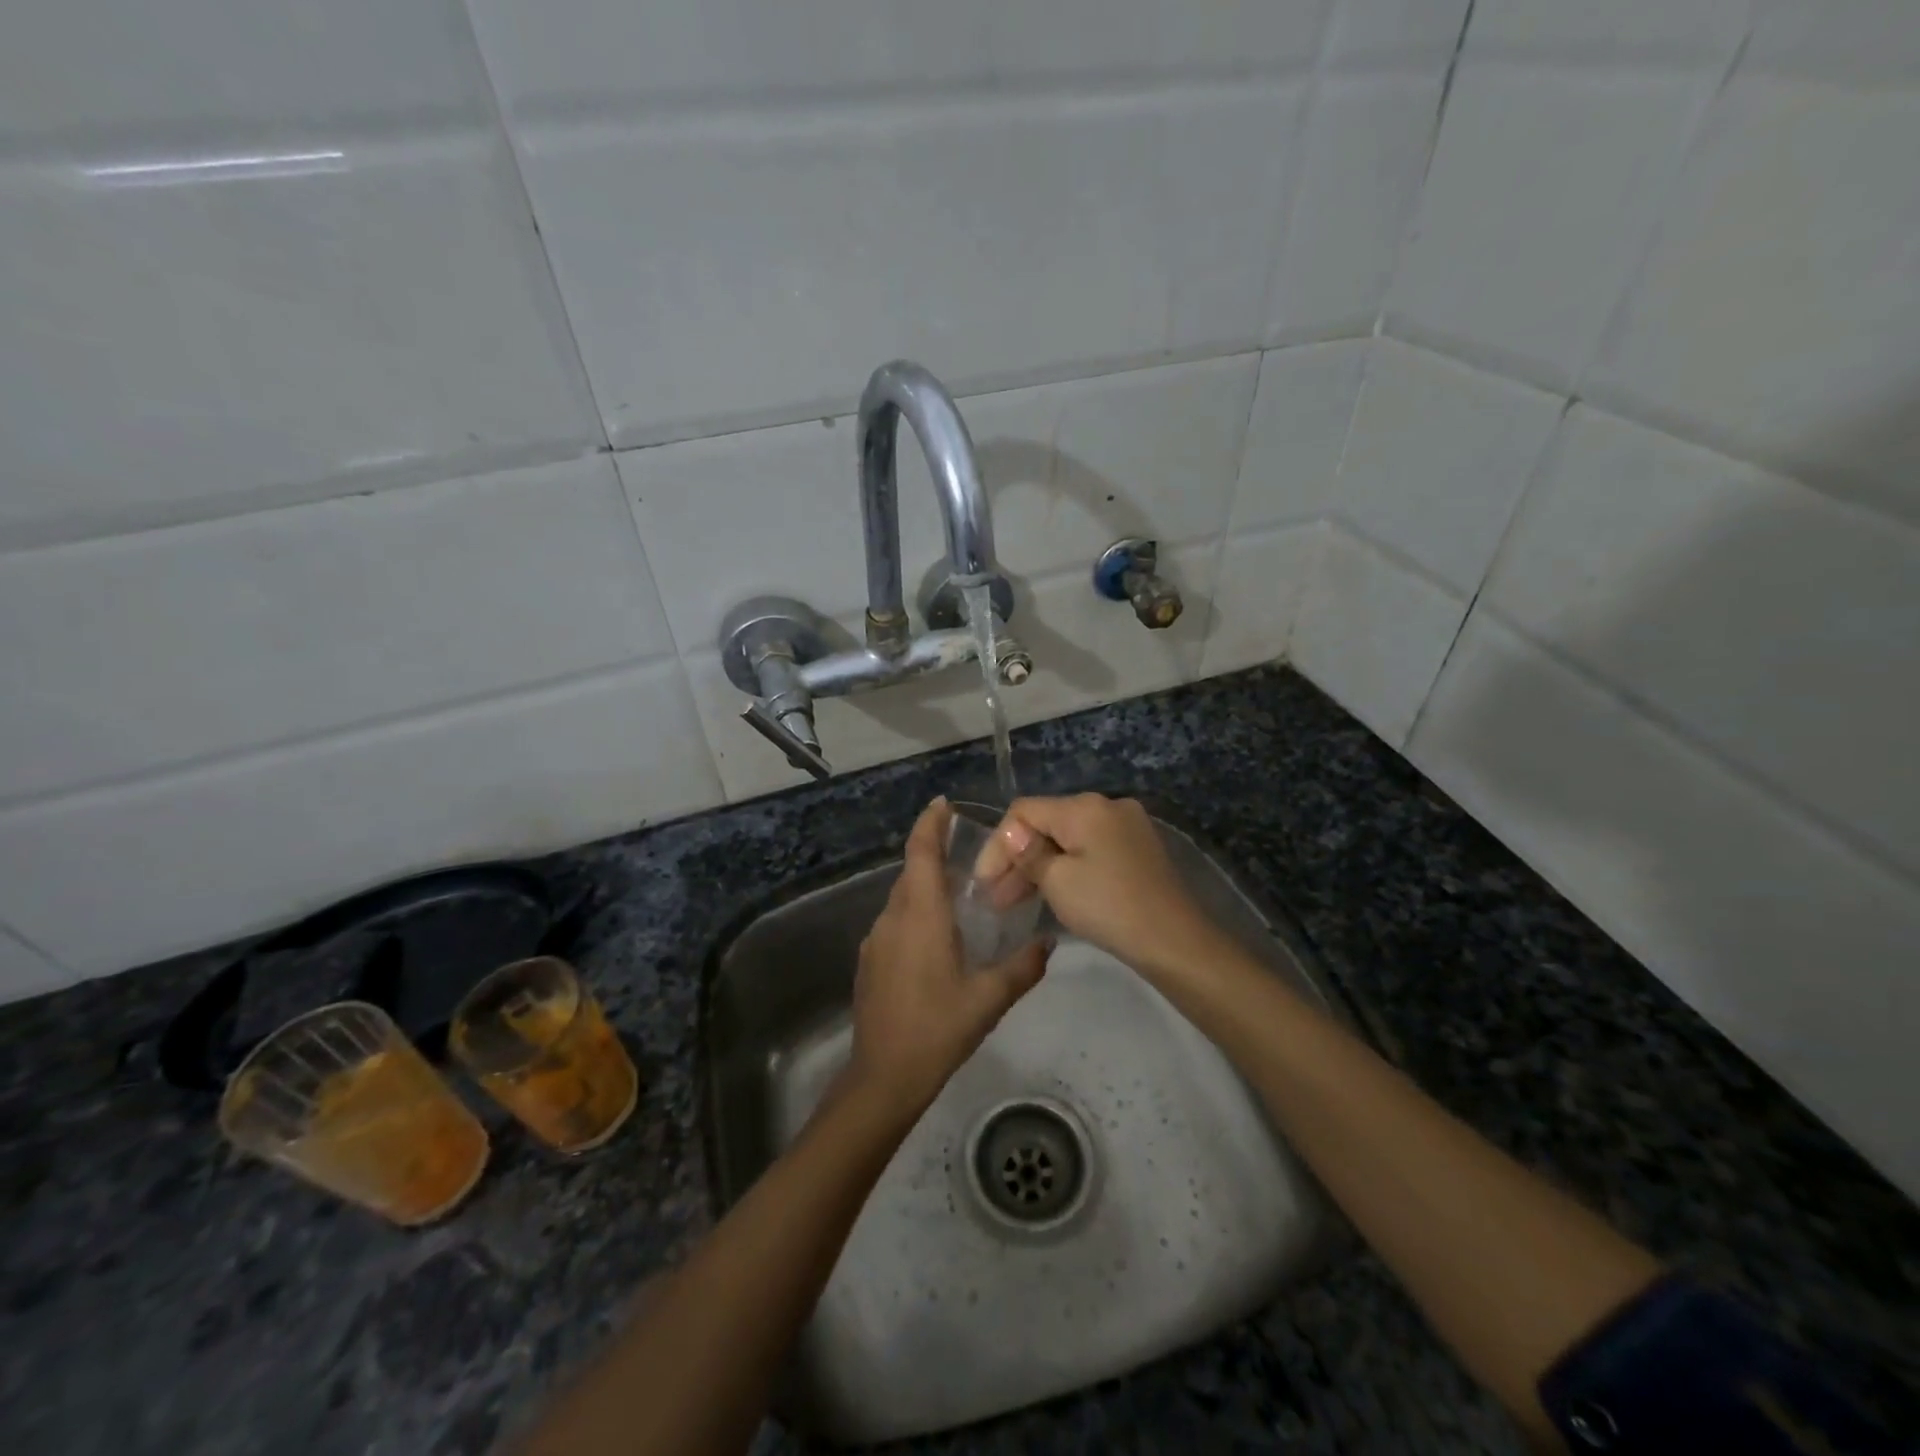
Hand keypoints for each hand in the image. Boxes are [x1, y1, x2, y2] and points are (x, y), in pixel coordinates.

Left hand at [844, 799, 1048, 1116]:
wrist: (883, 1076)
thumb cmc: (937, 1029)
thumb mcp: (989, 999)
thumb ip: (1022, 967)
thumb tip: (1048, 943)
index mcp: (920, 915)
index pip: (920, 853)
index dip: (929, 824)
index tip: (943, 803)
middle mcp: (893, 918)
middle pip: (911, 872)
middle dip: (934, 854)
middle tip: (969, 854)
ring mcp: (876, 940)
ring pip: (902, 898)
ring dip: (926, 887)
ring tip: (960, 895)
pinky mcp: (870, 962)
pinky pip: (895, 921)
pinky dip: (916, 913)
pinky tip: (938, 937)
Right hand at [976, 794, 1221, 975]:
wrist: (1175, 942)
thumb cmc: (1109, 908)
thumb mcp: (1058, 882)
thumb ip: (1028, 853)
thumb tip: (1011, 833)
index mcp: (1085, 806)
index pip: (1024, 811)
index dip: (998, 844)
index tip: (983, 883)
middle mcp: (1107, 805)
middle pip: (1047, 823)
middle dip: (1018, 858)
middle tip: (995, 898)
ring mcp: (1127, 826)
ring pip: (1068, 839)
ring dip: (1040, 865)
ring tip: (1016, 901)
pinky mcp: (1138, 849)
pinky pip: (1090, 849)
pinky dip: (1067, 867)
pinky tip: (1052, 892)